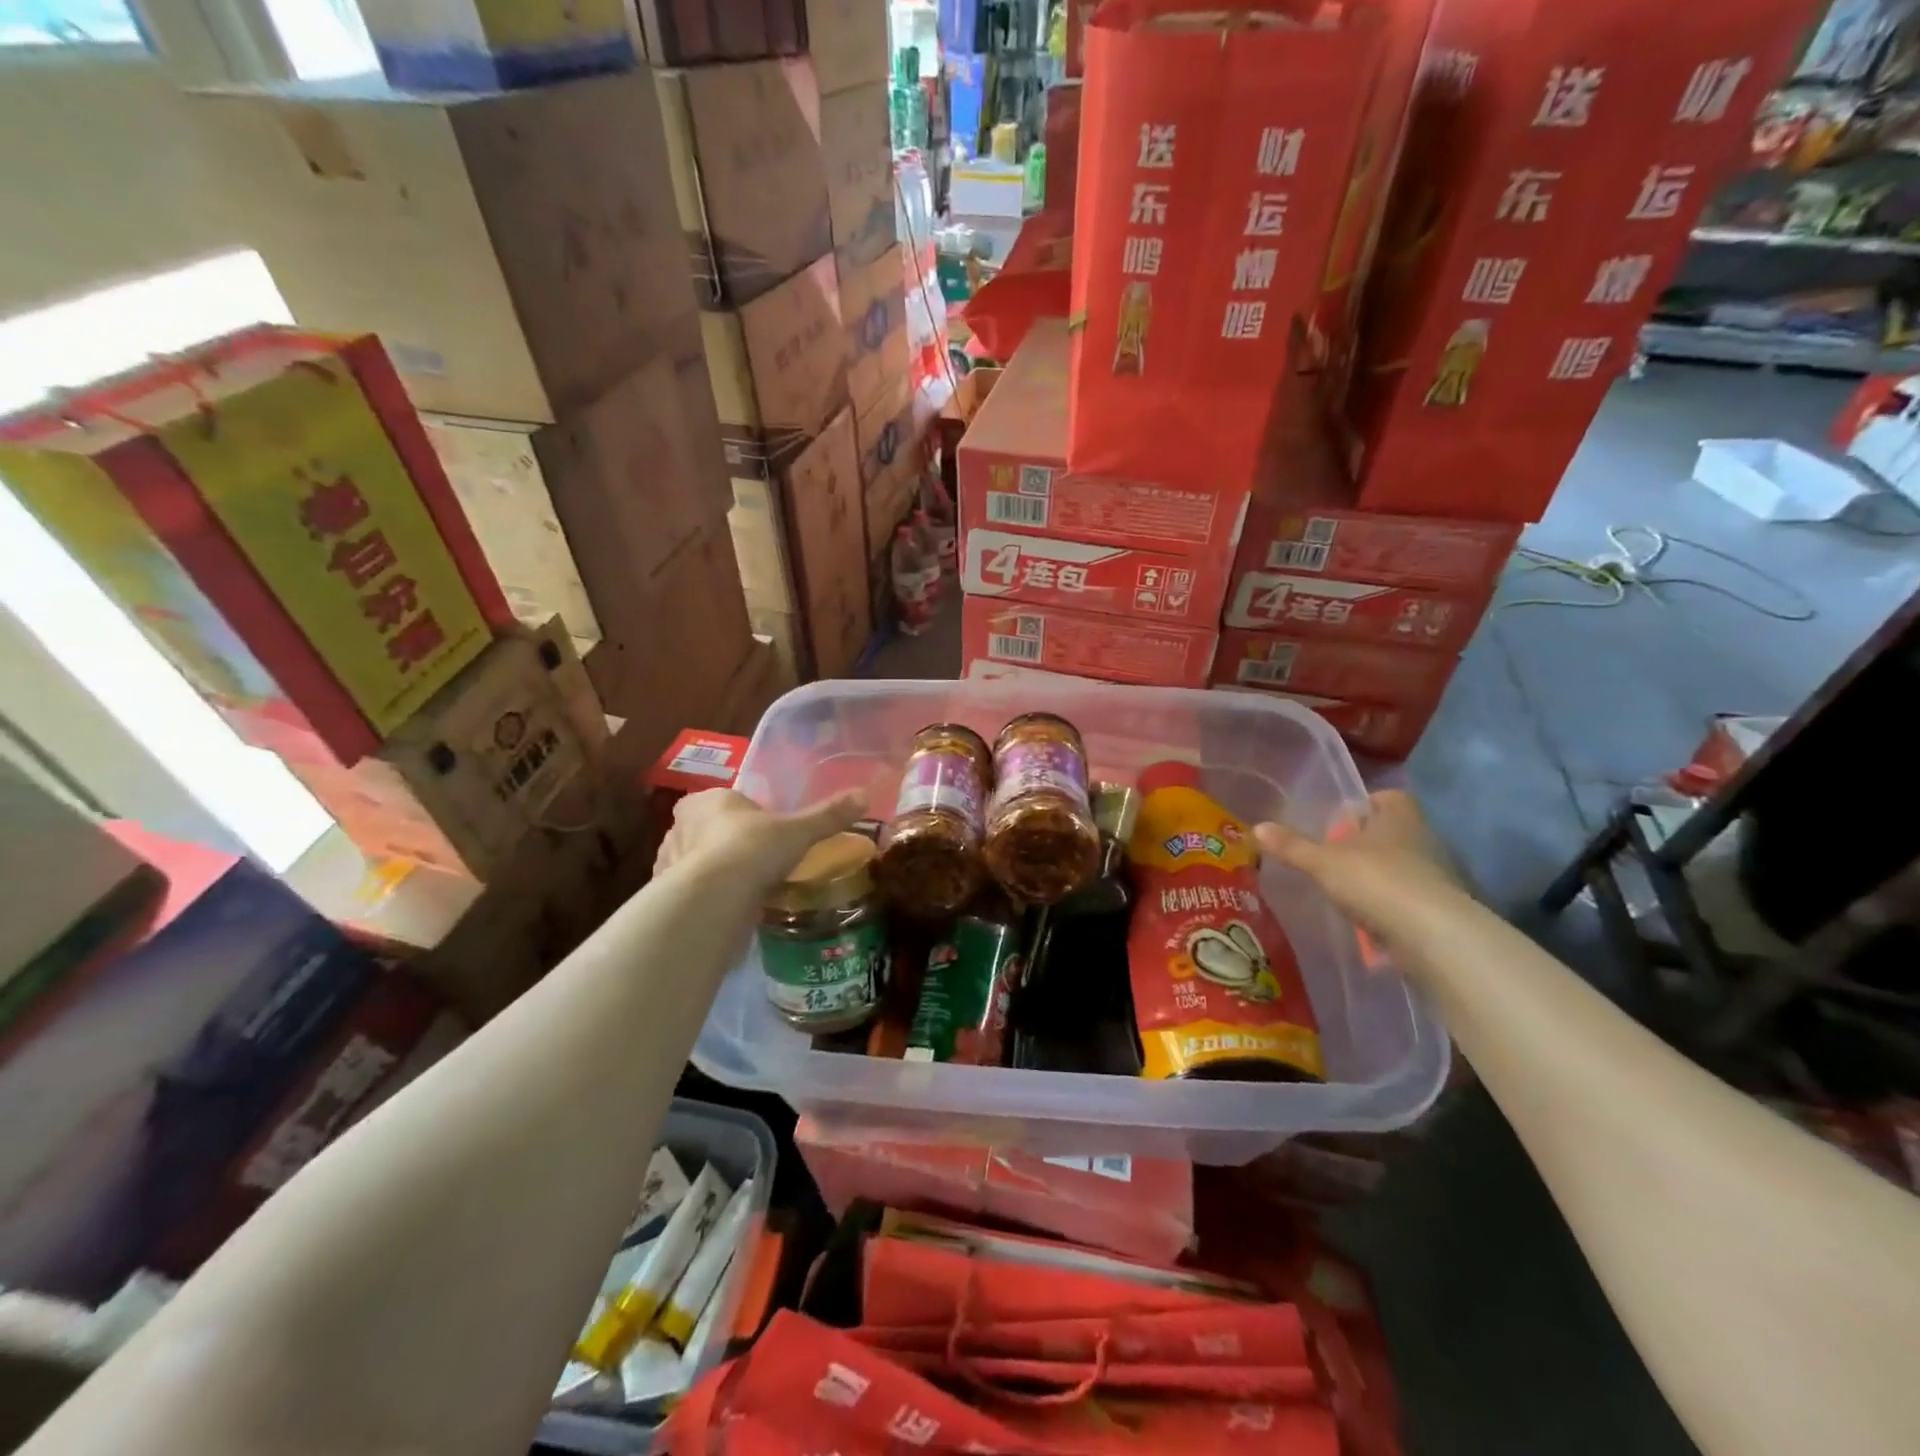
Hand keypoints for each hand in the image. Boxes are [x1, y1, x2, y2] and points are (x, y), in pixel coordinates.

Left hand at [657, 788, 866, 891]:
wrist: (714, 900)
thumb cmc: (752, 849)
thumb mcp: (798, 831)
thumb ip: (828, 815)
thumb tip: (864, 795)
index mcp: (707, 800)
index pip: (727, 801)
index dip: (747, 815)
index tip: (768, 832)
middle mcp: (680, 827)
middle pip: (711, 831)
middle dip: (730, 843)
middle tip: (761, 861)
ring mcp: (670, 863)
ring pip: (699, 862)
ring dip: (718, 872)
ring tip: (747, 889)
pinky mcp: (669, 896)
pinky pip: (695, 892)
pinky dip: (710, 897)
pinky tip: (730, 909)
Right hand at [1254, 790, 1468, 955]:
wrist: (1431, 935)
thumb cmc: (1375, 880)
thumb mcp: (1323, 862)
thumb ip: (1292, 846)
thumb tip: (1257, 827)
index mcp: (1398, 816)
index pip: (1386, 797)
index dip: (1365, 805)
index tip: (1340, 822)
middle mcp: (1421, 837)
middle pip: (1390, 832)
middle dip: (1364, 843)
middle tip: (1332, 855)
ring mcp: (1434, 874)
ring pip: (1398, 865)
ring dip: (1375, 875)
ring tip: (1343, 889)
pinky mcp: (1437, 907)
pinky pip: (1405, 896)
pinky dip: (1386, 903)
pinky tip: (1364, 916)